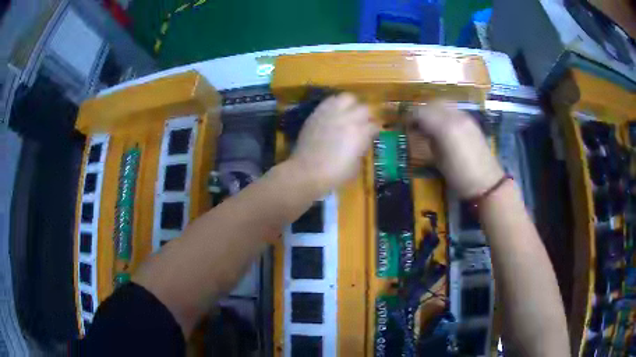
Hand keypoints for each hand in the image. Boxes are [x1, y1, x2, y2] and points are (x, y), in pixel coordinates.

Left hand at [289, 93, 379, 194]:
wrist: (307, 172)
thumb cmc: (335, 174)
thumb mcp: (356, 165)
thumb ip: (361, 148)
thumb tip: (362, 141)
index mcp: (361, 133)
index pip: (375, 125)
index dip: (375, 130)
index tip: (374, 134)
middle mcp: (349, 118)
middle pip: (365, 108)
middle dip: (366, 115)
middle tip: (363, 123)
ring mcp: (332, 113)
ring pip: (348, 98)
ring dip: (351, 104)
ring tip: (349, 112)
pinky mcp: (318, 113)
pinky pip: (330, 101)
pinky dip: (335, 104)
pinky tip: (335, 112)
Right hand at [409, 101, 503, 198]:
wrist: (486, 183)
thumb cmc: (459, 177)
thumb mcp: (437, 160)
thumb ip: (428, 140)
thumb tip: (421, 130)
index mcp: (445, 128)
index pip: (421, 112)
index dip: (410, 117)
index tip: (404, 125)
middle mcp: (455, 116)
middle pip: (432, 104)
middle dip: (421, 111)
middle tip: (414, 123)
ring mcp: (465, 117)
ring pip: (444, 103)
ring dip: (433, 110)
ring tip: (428, 122)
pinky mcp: (472, 121)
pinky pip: (453, 109)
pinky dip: (443, 112)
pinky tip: (442, 124)